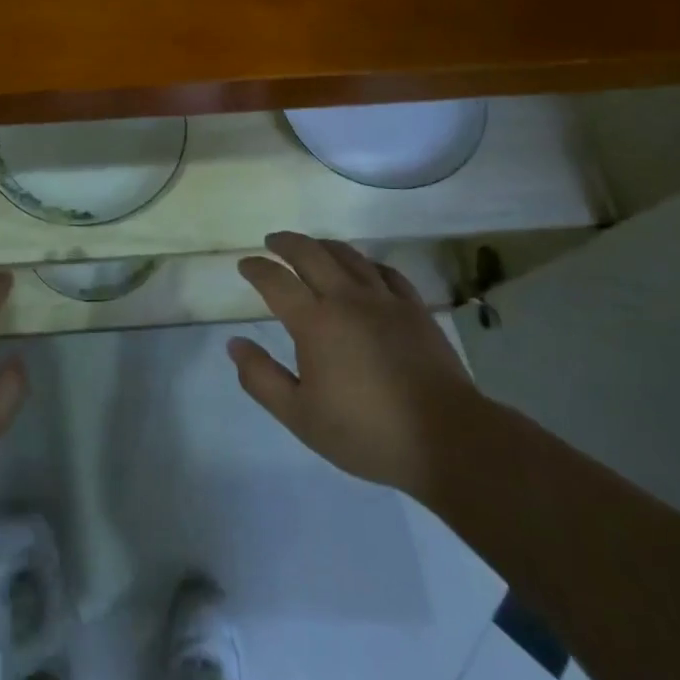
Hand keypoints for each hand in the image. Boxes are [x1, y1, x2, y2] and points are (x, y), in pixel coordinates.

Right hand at [228, 232, 477, 496]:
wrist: (445, 437)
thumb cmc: (366, 432)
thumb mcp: (300, 416)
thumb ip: (261, 378)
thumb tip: (234, 344)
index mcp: (315, 322)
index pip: (276, 281)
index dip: (256, 268)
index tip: (245, 264)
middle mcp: (347, 299)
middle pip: (311, 253)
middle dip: (287, 243)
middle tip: (273, 241)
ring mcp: (384, 300)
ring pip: (349, 255)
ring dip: (323, 245)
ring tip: (312, 246)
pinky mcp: (414, 308)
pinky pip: (386, 271)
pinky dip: (366, 262)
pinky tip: (364, 268)